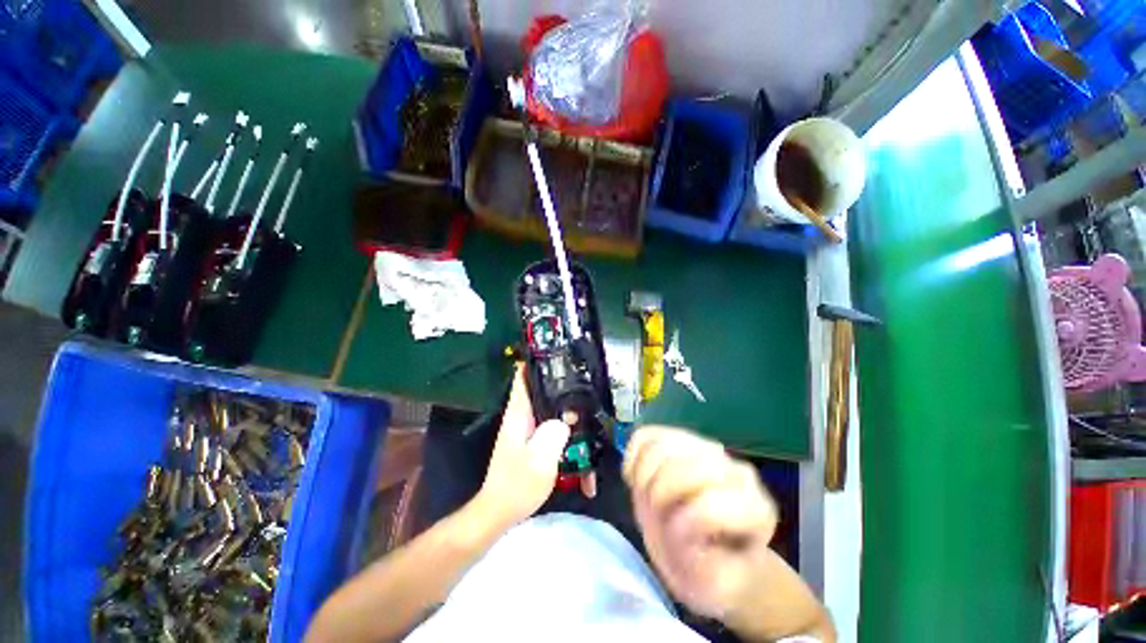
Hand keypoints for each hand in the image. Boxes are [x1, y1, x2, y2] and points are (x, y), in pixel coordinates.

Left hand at [476, 365, 570, 525]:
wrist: (500, 511)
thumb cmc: (516, 485)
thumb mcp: (540, 462)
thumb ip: (553, 435)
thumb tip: (566, 417)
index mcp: (519, 413)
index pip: (523, 377)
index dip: (535, 361)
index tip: (555, 352)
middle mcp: (522, 415)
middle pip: (540, 388)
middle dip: (559, 382)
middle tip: (582, 379)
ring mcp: (527, 428)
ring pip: (547, 406)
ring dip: (564, 405)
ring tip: (587, 404)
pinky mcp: (532, 440)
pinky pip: (550, 424)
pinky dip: (563, 425)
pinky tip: (579, 433)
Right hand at [623, 426, 778, 619]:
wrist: (710, 548)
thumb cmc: (715, 573)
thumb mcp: (715, 589)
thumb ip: (704, 568)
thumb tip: (681, 530)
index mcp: (755, 510)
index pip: (709, 506)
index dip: (682, 525)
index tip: (677, 546)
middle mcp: (733, 471)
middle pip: (683, 467)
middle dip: (658, 495)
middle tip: (655, 518)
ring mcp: (705, 448)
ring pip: (660, 445)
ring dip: (643, 477)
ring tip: (647, 498)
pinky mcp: (678, 437)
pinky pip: (644, 436)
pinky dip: (632, 458)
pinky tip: (638, 479)